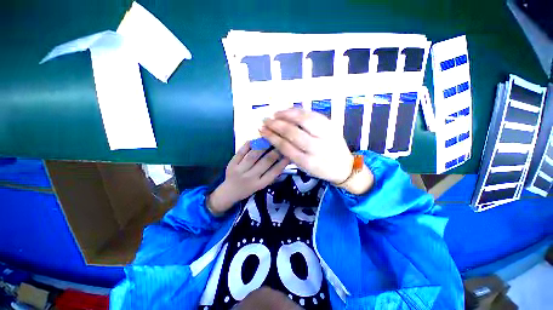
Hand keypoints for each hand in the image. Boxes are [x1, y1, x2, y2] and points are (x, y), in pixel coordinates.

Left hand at [207, 142, 289, 215]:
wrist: (229, 192)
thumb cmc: (249, 189)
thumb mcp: (261, 186)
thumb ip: (272, 175)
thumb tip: (283, 161)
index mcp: (260, 184)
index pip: (274, 172)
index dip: (283, 162)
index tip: (288, 154)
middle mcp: (250, 177)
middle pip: (265, 162)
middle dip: (275, 151)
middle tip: (280, 144)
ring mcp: (239, 170)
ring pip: (253, 155)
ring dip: (263, 146)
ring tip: (270, 139)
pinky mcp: (231, 164)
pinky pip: (241, 151)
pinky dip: (249, 144)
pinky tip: (256, 140)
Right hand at [260, 108, 353, 183]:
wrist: (345, 167)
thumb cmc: (321, 169)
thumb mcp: (304, 168)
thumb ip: (290, 153)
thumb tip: (275, 138)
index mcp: (308, 162)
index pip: (285, 146)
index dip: (271, 137)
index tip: (262, 130)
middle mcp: (317, 148)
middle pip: (292, 132)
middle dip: (276, 125)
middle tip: (265, 120)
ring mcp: (326, 135)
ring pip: (303, 120)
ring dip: (286, 114)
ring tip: (276, 114)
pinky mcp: (332, 126)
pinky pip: (313, 114)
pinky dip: (300, 111)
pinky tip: (290, 110)